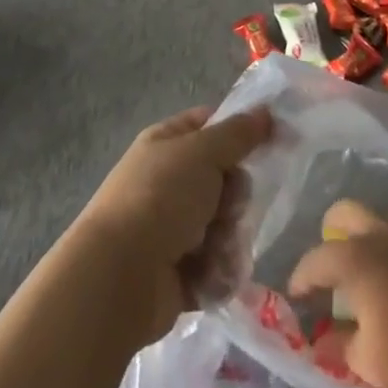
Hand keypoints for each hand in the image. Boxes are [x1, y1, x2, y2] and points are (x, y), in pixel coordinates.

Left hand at [71, 106, 271, 346]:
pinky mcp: (180, 274)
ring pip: (225, 226)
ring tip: (215, 250)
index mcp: (167, 144)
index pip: (210, 125)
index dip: (237, 132)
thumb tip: (266, 111)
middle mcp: (169, 183)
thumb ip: (239, 133)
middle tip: (229, 207)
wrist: (120, 275)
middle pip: (225, 181)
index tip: (267, 142)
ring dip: (228, 239)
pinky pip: (217, 266)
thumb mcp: (203, 152)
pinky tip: (208, 276)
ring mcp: (172, 229)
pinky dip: (217, 272)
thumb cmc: (161, 198)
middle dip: (234, 198)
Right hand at [288, 199, 387, 387]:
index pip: (317, 258)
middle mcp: (383, 238)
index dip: (303, 275)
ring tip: (379, 257)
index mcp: (356, 259)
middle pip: (350, 211)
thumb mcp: (367, 363)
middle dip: (334, 226)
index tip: (296, 294)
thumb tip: (324, 343)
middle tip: (332, 251)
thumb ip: (342, 348)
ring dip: (381, 231)